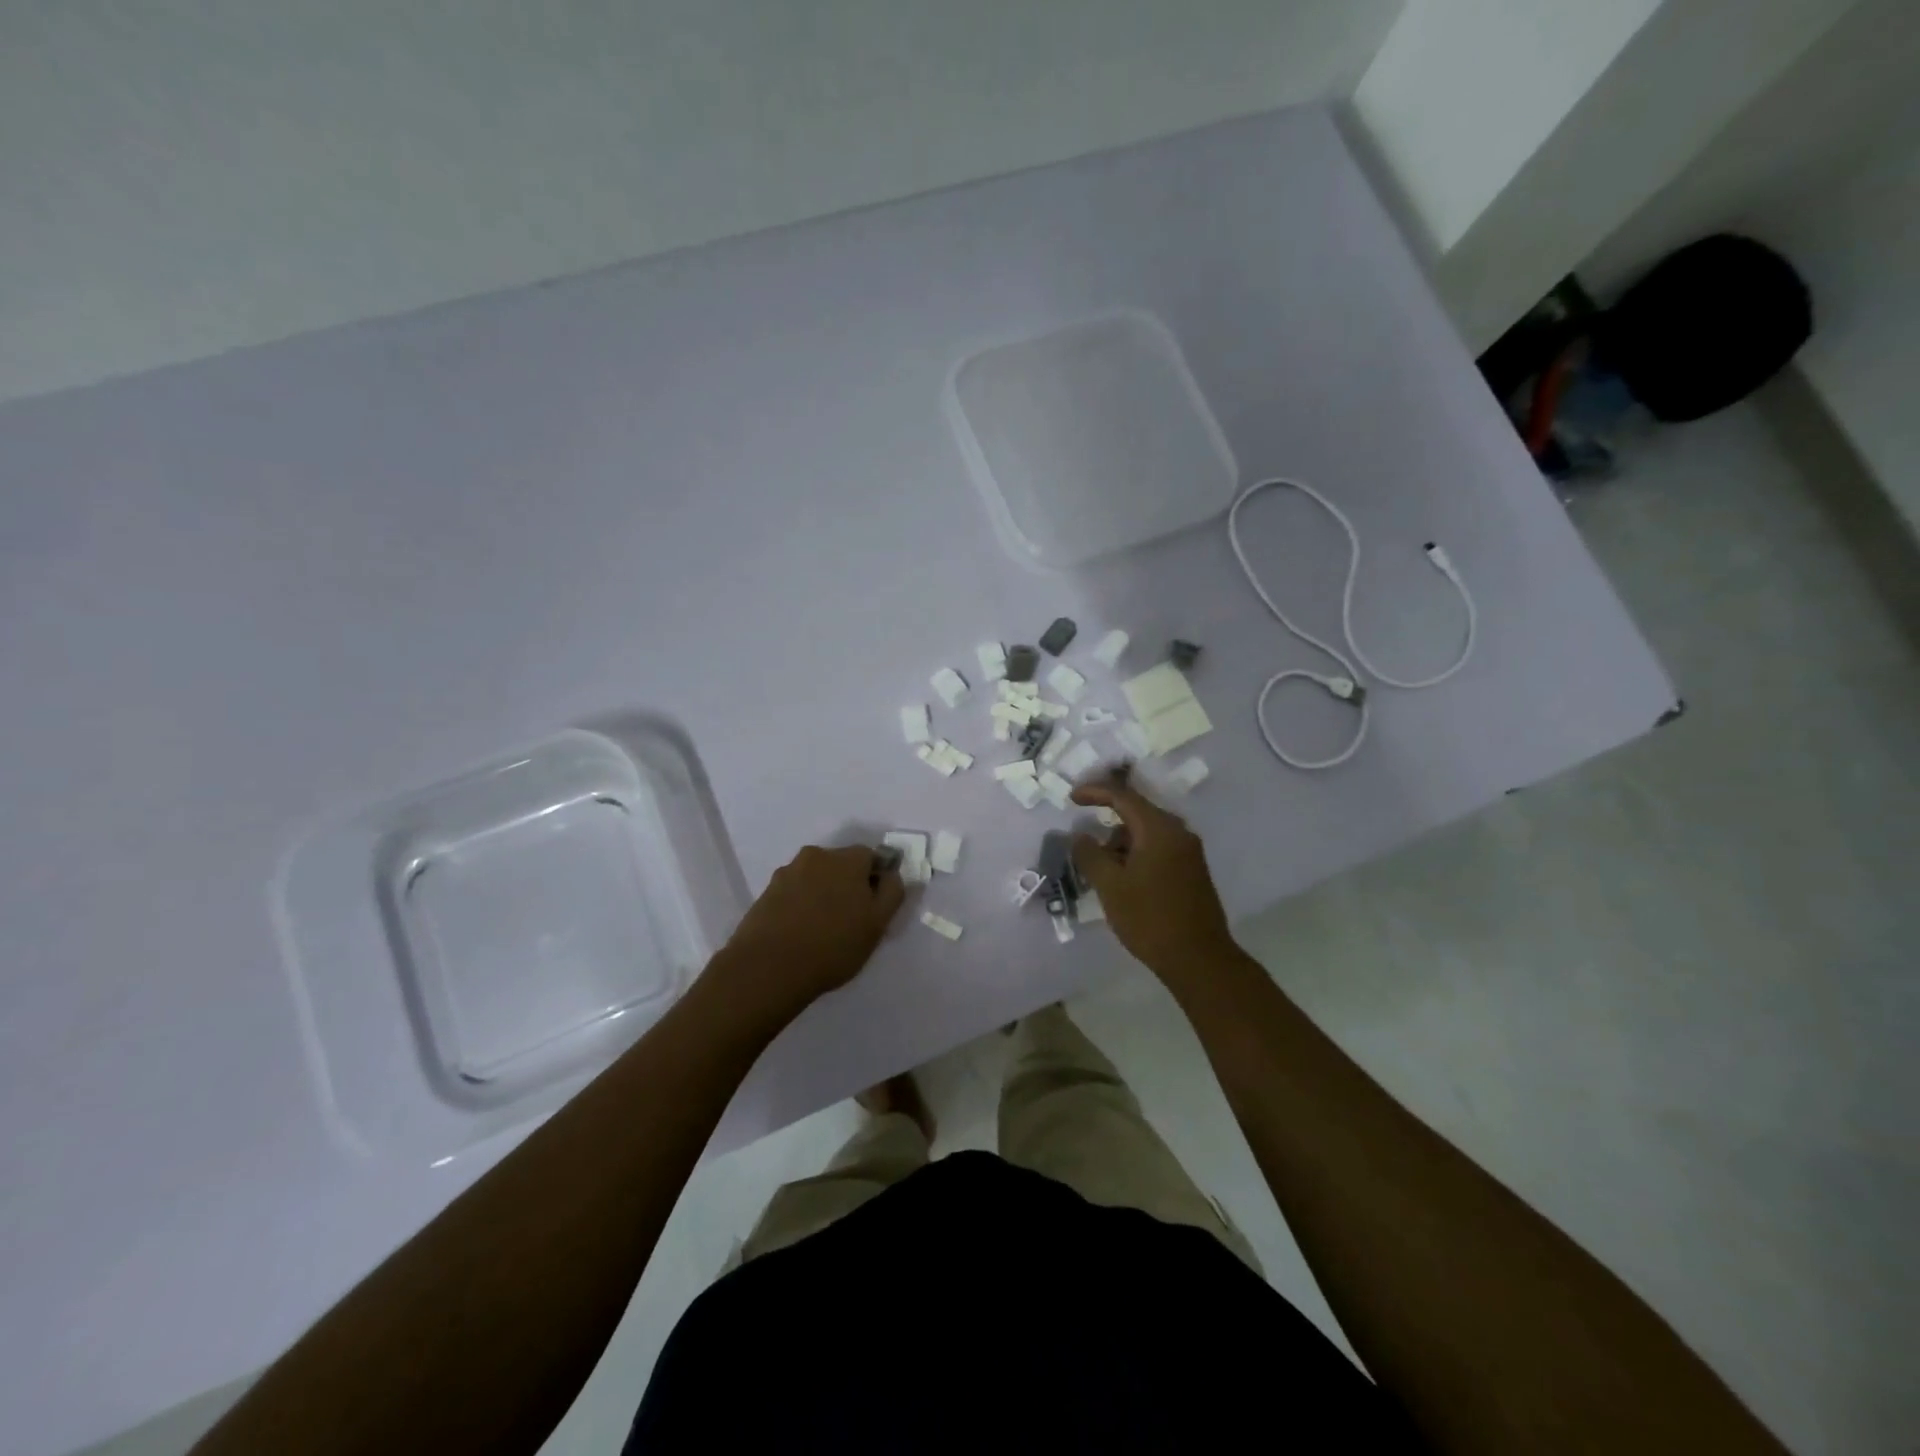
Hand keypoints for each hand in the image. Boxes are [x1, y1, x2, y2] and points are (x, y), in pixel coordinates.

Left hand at [708, 845, 905, 1018]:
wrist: (768, 968)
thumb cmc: (833, 946)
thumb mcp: (877, 924)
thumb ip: (892, 892)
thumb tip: (891, 874)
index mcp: (847, 859)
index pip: (870, 856)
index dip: (875, 879)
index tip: (873, 907)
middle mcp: (816, 856)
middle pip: (841, 864)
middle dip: (847, 884)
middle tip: (850, 919)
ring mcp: (787, 872)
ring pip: (815, 877)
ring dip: (822, 893)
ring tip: (821, 928)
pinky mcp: (766, 892)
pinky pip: (794, 892)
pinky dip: (800, 904)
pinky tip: (799, 931)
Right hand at [1071, 777, 1236, 983]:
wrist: (1199, 959)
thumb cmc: (1150, 918)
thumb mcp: (1110, 886)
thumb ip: (1090, 855)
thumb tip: (1080, 836)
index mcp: (1159, 829)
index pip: (1123, 797)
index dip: (1095, 792)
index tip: (1072, 798)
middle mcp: (1178, 833)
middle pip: (1136, 814)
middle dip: (1107, 823)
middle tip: (1084, 841)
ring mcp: (1189, 852)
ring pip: (1147, 834)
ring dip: (1121, 844)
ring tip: (1102, 871)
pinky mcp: (1192, 872)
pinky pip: (1158, 850)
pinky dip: (1136, 856)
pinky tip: (1124, 880)